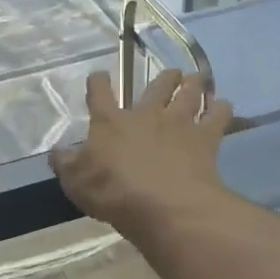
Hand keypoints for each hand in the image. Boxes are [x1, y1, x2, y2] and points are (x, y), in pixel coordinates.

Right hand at [49, 69, 232, 230]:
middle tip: (171, 73)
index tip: (99, 77)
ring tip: (197, 78)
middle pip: (156, 86)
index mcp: (110, 122)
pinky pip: (217, 116)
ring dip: (193, 84)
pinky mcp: (205, 139)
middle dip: (164, 78)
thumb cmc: (114, 193)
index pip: (100, 93)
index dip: (98, 82)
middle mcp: (145, 114)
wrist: (164, 206)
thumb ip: (66, 164)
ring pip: (189, 94)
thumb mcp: (76, 182)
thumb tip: (56, 151)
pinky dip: (221, 108)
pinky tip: (223, 105)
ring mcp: (178, 123)